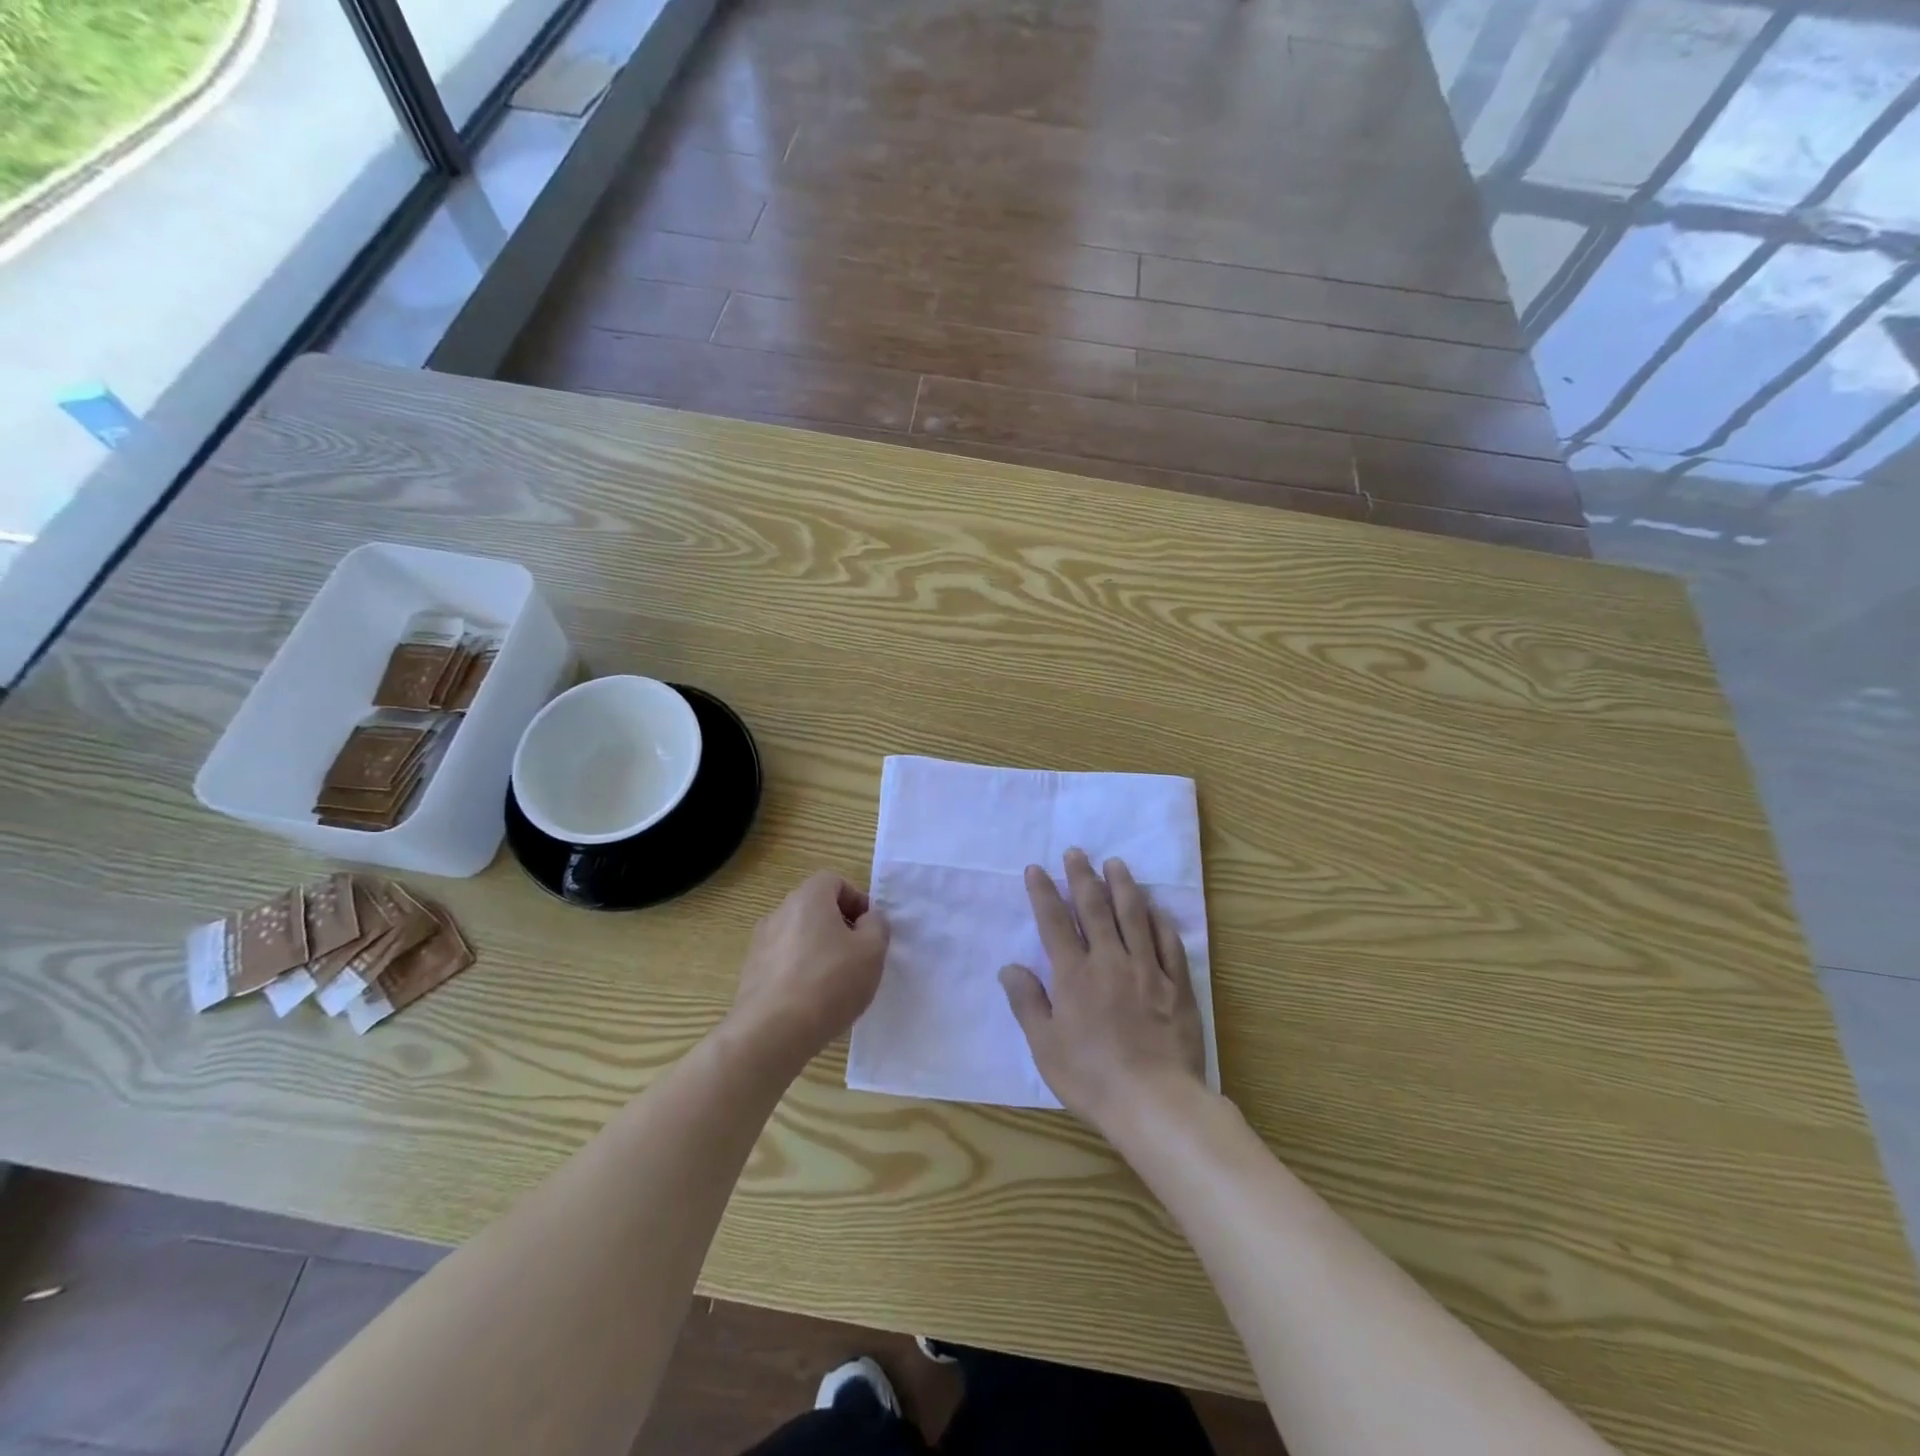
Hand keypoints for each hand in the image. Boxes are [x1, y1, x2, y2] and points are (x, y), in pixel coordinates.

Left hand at [728, 871, 888, 1065]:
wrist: (771, 1033)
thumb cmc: (829, 983)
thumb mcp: (872, 951)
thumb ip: (877, 926)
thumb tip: (868, 919)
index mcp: (808, 898)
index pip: (834, 881)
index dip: (856, 899)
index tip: (870, 929)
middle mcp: (779, 913)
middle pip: (815, 907)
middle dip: (840, 926)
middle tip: (858, 955)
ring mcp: (760, 943)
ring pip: (799, 936)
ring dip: (819, 950)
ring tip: (837, 983)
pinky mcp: (751, 973)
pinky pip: (784, 962)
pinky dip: (800, 971)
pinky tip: (813, 1001)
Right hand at [999, 850, 1205, 1130]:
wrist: (1155, 1102)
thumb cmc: (1091, 1077)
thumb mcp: (1045, 1046)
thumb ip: (1027, 1002)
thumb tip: (1009, 967)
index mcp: (1074, 975)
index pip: (1054, 922)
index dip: (1043, 893)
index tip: (1036, 869)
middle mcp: (1110, 962)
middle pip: (1094, 909)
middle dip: (1082, 877)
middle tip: (1076, 852)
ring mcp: (1148, 971)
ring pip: (1134, 917)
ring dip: (1123, 886)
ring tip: (1115, 863)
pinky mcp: (1177, 986)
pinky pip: (1169, 943)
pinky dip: (1160, 921)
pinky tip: (1155, 908)